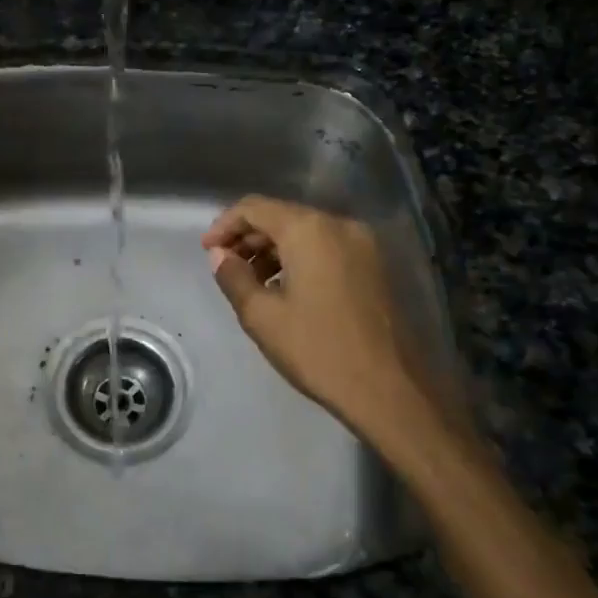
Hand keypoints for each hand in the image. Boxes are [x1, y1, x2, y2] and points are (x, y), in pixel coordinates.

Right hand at [202, 195, 457, 467]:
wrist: (390, 390)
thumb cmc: (318, 349)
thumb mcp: (262, 316)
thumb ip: (233, 276)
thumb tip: (220, 255)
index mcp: (309, 229)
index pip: (254, 207)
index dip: (224, 225)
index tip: (207, 251)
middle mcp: (338, 225)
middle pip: (281, 216)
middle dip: (249, 237)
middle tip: (225, 267)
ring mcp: (362, 244)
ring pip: (305, 232)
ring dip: (273, 249)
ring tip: (252, 283)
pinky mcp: (375, 266)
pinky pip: (326, 248)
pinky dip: (300, 258)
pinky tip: (285, 290)